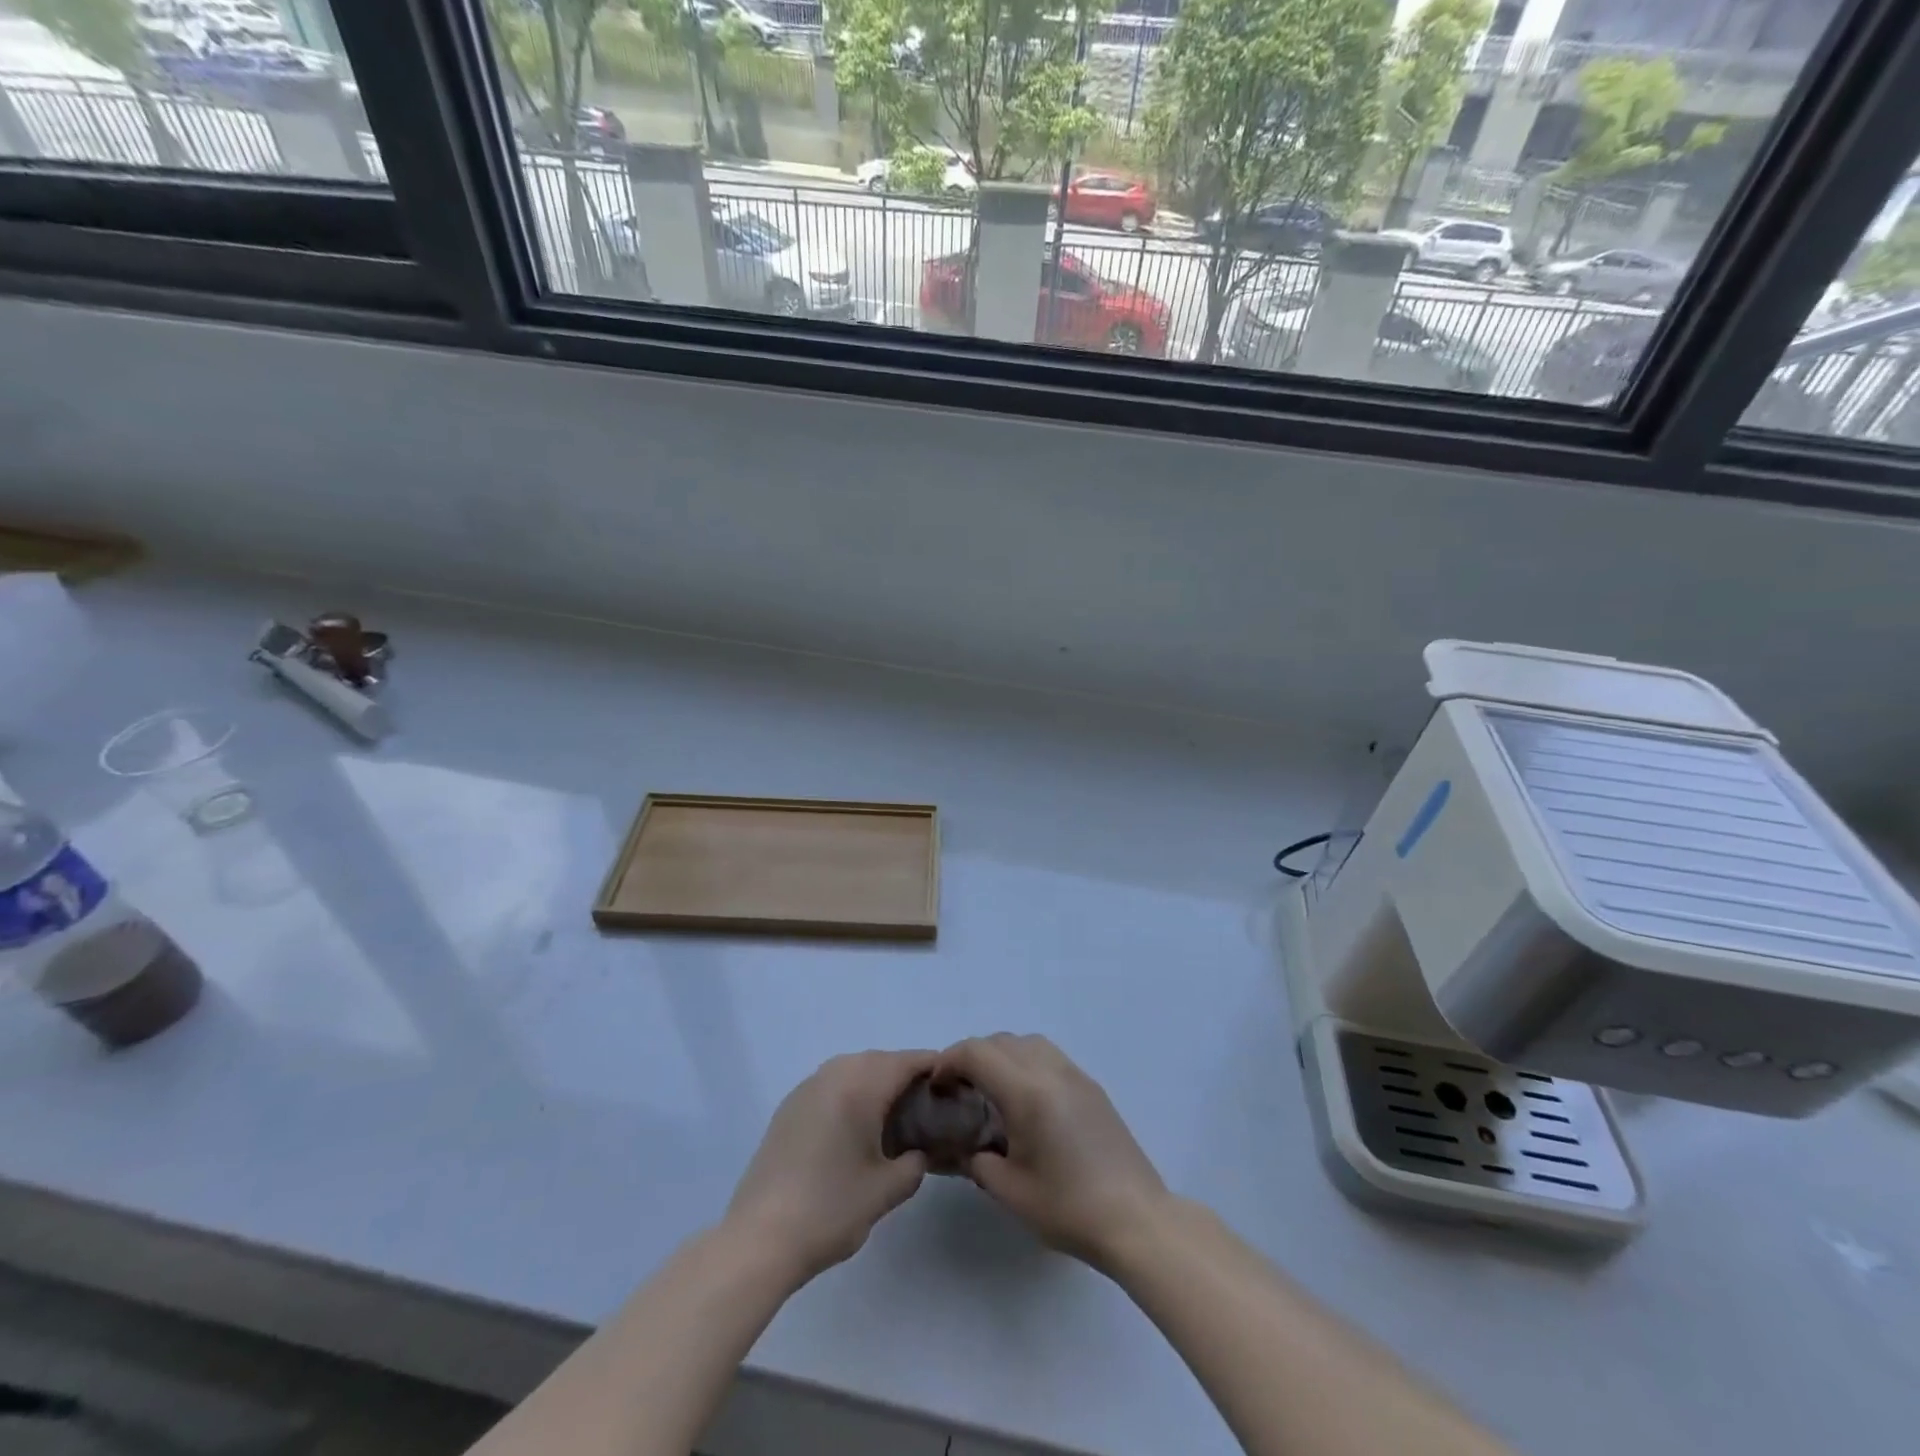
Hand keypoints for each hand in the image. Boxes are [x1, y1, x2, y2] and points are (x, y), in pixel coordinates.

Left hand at [724, 1049, 935, 1285]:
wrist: (758, 1239)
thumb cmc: (830, 1209)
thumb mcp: (887, 1190)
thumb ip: (915, 1162)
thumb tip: (920, 1150)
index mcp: (861, 1083)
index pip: (909, 1061)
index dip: (936, 1071)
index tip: (954, 1093)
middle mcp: (834, 1072)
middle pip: (882, 1061)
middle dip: (907, 1080)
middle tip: (926, 1114)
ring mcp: (808, 1086)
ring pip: (855, 1071)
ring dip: (877, 1087)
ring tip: (893, 1124)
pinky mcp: (789, 1106)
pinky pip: (832, 1085)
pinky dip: (851, 1096)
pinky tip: (856, 1132)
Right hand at [935, 1034, 1167, 1270]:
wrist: (1136, 1220)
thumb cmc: (1068, 1208)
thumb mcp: (1010, 1190)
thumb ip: (976, 1159)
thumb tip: (960, 1147)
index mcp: (1027, 1091)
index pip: (977, 1053)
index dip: (949, 1061)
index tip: (936, 1087)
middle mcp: (1051, 1070)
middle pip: (1000, 1041)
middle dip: (972, 1057)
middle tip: (958, 1091)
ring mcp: (1075, 1074)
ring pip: (1027, 1042)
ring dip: (1001, 1055)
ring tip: (990, 1091)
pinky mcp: (1091, 1086)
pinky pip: (1048, 1056)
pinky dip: (1025, 1063)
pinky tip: (1024, 1101)